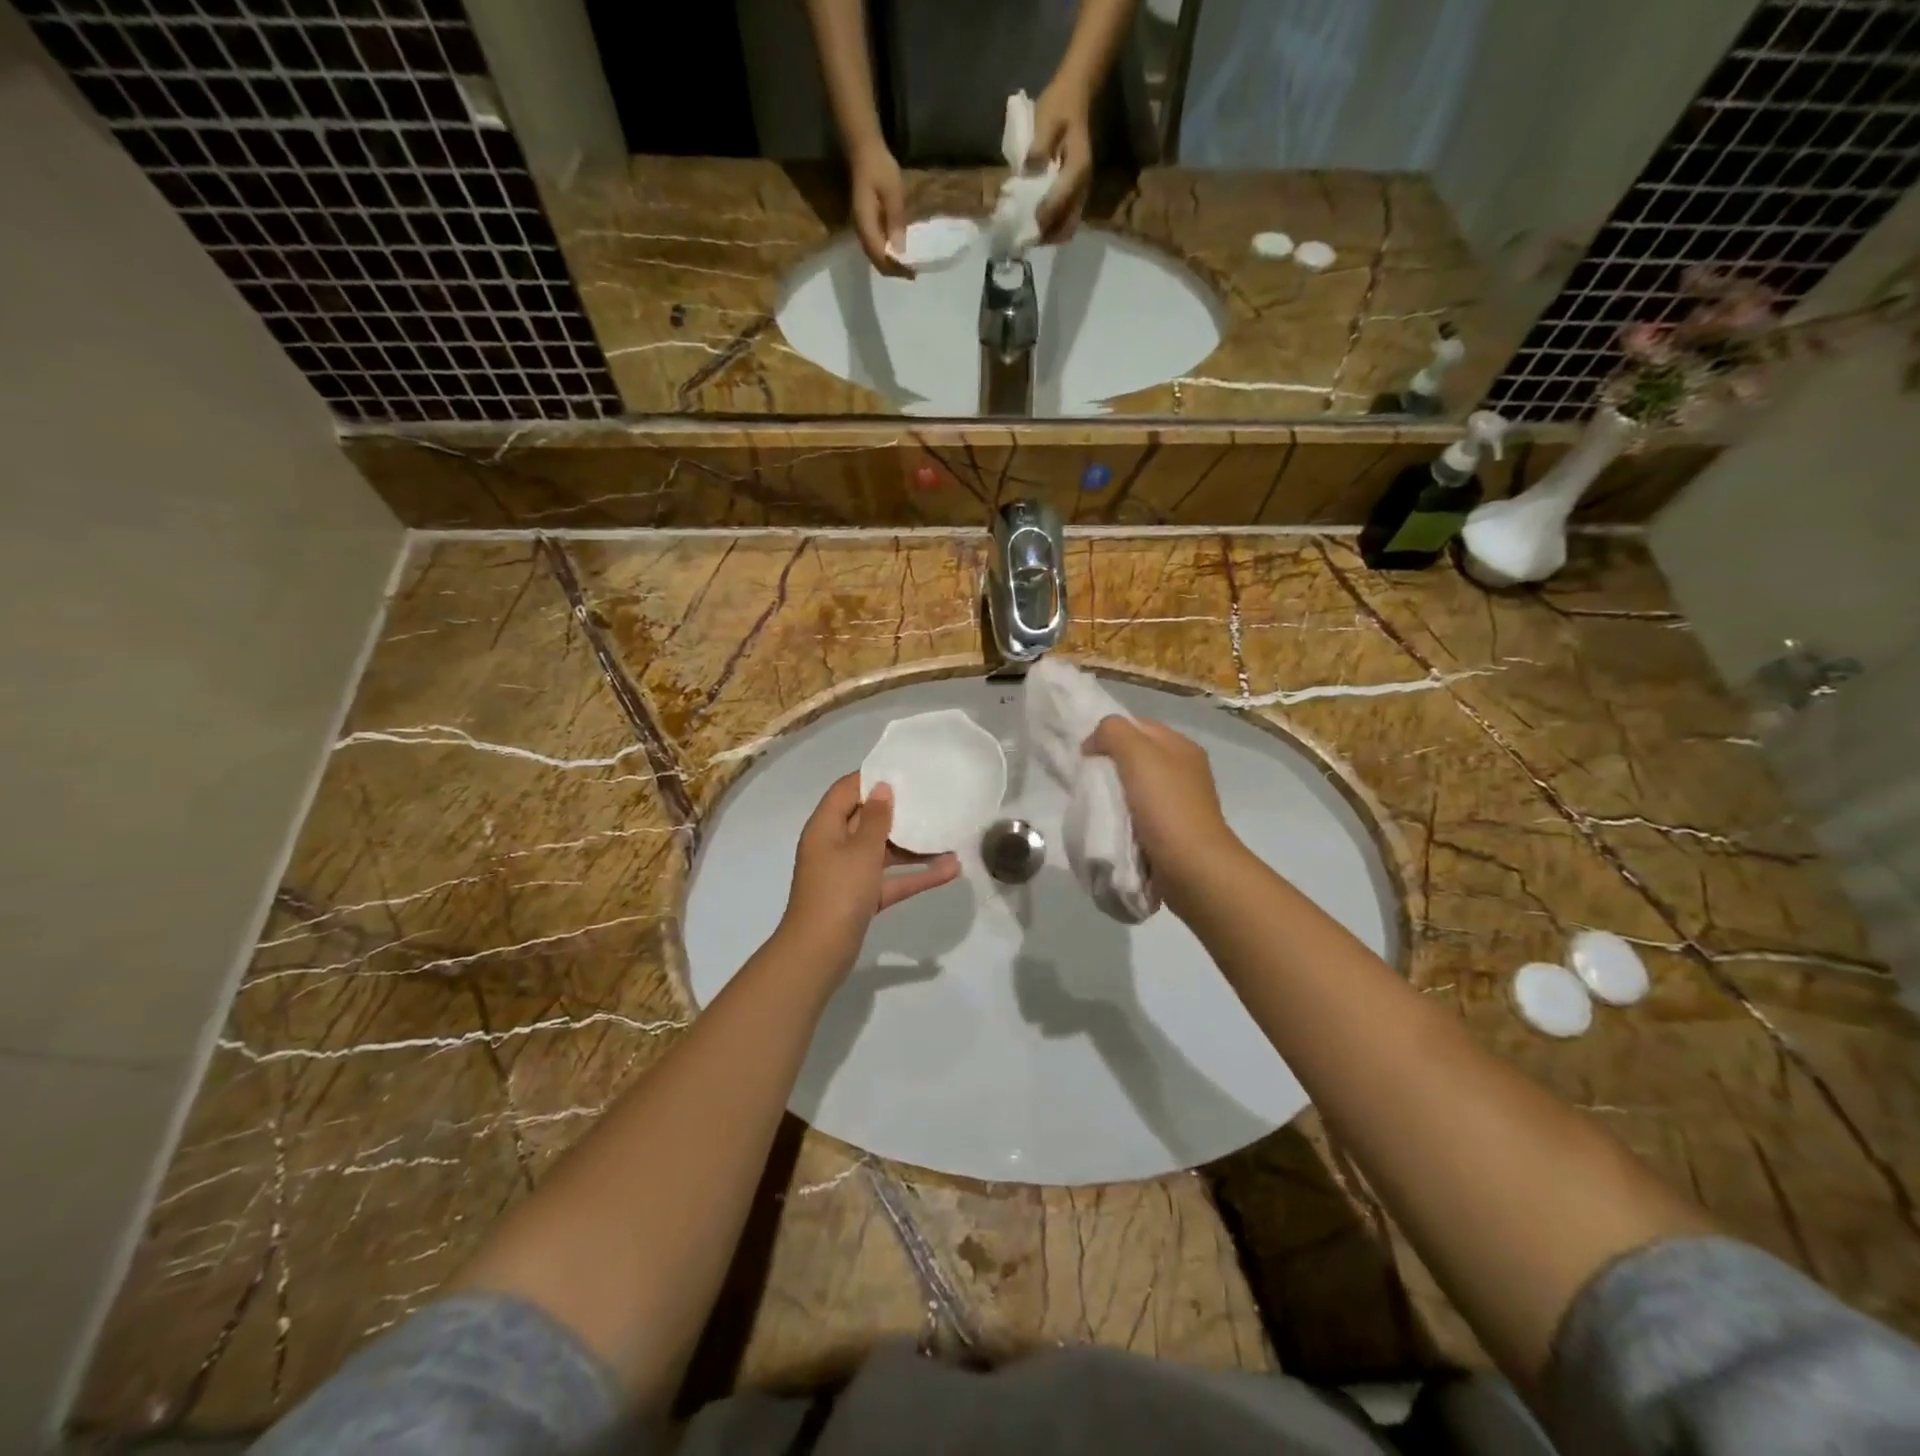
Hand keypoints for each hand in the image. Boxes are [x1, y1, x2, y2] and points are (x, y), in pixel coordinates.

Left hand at [778, 774, 959, 970]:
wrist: (819, 953)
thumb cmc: (838, 892)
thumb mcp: (861, 851)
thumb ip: (875, 819)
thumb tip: (881, 788)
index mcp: (826, 827)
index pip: (846, 790)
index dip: (872, 778)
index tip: (904, 771)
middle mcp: (835, 846)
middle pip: (867, 819)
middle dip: (899, 811)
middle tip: (932, 798)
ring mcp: (848, 874)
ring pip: (884, 851)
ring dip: (913, 846)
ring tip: (948, 834)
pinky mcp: (862, 898)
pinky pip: (892, 879)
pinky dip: (916, 875)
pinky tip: (950, 870)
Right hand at [849, 138, 912, 277]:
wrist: (864, 150)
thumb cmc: (879, 167)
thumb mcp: (893, 192)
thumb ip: (896, 220)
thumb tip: (901, 249)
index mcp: (866, 224)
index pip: (880, 256)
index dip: (895, 268)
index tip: (911, 272)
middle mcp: (861, 231)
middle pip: (876, 260)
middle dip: (893, 270)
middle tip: (912, 273)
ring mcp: (862, 228)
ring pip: (875, 255)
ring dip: (890, 263)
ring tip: (908, 266)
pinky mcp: (866, 223)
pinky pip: (876, 246)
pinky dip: (887, 253)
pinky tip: (899, 251)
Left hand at [1030, 81, 1093, 242]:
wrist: (1076, 94)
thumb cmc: (1059, 105)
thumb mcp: (1046, 119)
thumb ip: (1038, 147)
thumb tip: (1028, 172)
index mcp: (1077, 169)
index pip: (1060, 202)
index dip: (1042, 217)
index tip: (1024, 229)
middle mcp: (1083, 186)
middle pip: (1067, 225)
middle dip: (1046, 236)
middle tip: (1024, 240)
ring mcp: (1081, 192)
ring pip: (1067, 226)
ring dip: (1049, 236)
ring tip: (1028, 237)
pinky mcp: (1076, 193)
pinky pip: (1066, 219)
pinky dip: (1052, 228)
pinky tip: (1036, 226)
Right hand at [1083, 717, 1242, 905]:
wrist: (1192, 868)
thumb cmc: (1166, 806)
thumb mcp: (1138, 754)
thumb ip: (1113, 732)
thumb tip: (1094, 742)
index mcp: (1181, 746)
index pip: (1137, 725)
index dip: (1108, 733)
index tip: (1085, 755)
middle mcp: (1183, 770)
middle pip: (1135, 756)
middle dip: (1108, 765)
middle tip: (1086, 779)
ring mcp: (1178, 802)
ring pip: (1135, 786)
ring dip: (1113, 794)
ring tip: (1095, 804)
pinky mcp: (1171, 830)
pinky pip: (1138, 814)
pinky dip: (1122, 817)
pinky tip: (1110, 825)